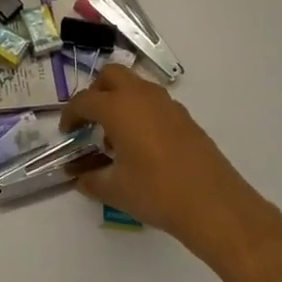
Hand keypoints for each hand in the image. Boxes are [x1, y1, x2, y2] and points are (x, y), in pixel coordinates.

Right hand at [59, 65, 263, 250]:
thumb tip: (80, 177)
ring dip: (120, 100)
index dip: (70, 115)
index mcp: (118, 108)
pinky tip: (143, 145)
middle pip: (111, 75)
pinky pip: (155, 102)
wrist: (214, 205)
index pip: (84, 100)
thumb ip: (91, 179)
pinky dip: (141, 112)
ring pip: (136, 86)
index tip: (67, 132)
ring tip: (116, 136)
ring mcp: (168, 105)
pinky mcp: (186, 118)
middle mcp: (142, 96)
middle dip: (96, 92)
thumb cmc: (156, 192)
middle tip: (91, 120)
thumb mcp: (114, 189)